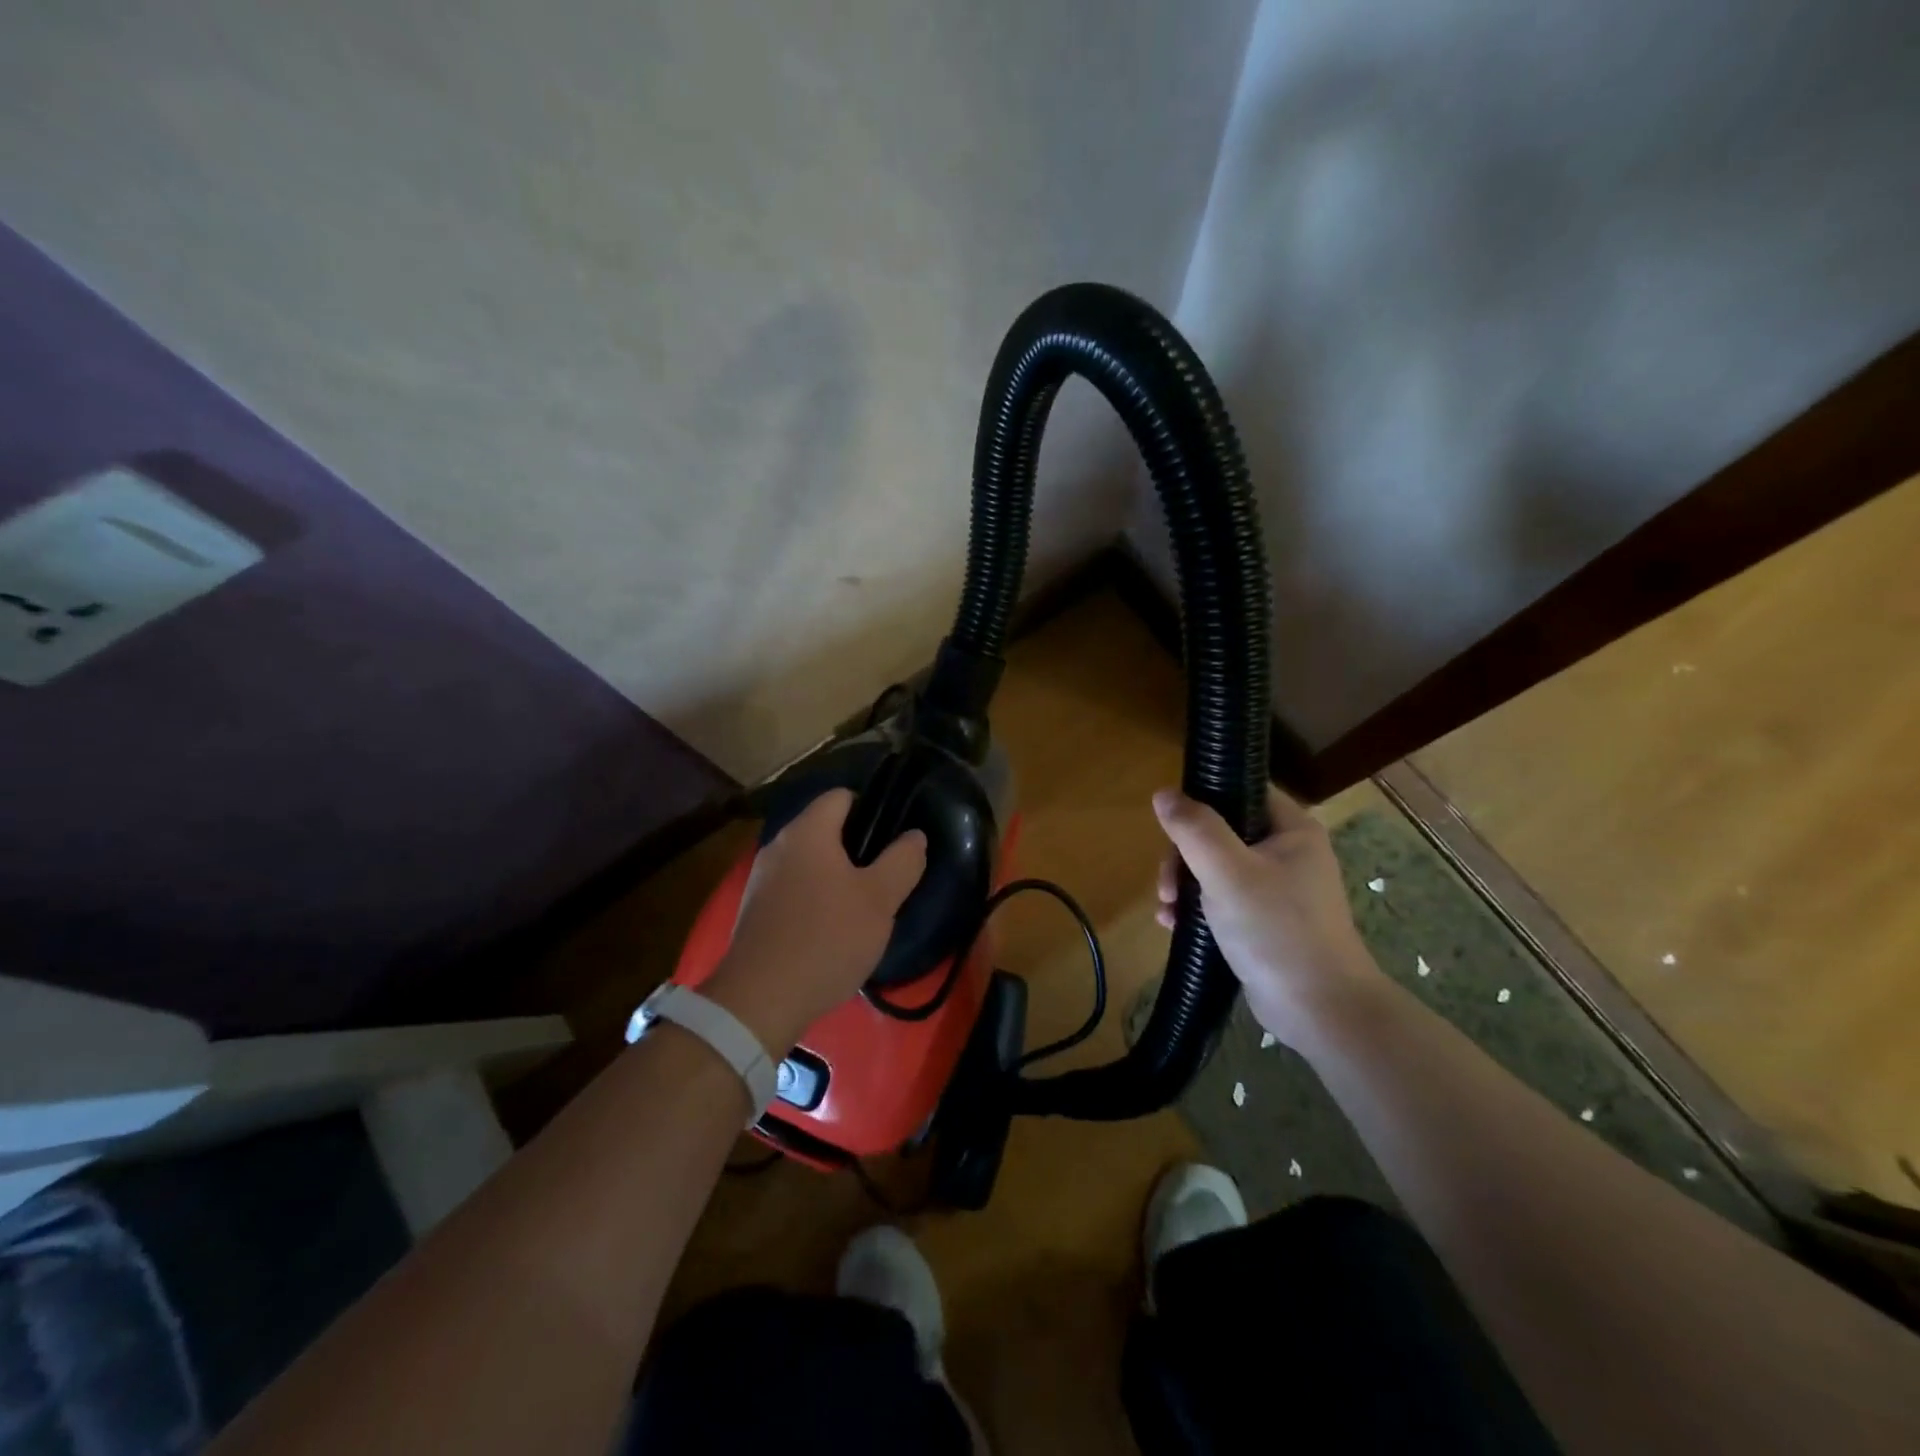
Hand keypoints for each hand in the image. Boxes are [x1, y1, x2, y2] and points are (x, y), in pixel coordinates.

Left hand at [704, 789, 926, 1050]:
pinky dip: (814, 899)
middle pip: (825, 829)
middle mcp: (779, 845)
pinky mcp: (754, 911)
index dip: (873, 809)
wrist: (759, 1000)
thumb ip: (902, 861)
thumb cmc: (827, 939)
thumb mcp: (880, 900)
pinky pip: (794, 889)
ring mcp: (761, 879)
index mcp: (807, 831)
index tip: (894, 840)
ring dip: (836, 876)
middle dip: (857, 848)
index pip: (842, 796)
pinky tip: (831, 931)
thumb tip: (914, 836)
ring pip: (810, 862)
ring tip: (863, 907)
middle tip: (886, 877)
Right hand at [1153, 785, 1381, 1045]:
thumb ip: (1194, 829)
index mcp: (1291, 829)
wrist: (1320, 1010)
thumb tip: (1164, 793)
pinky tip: (1173, 924)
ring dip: (1184, 884)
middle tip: (1167, 883)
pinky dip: (1196, 908)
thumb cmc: (1276, 930)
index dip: (1203, 798)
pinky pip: (1222, 900)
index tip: (1171, 823)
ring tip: (1167, 908)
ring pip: (1216, 868)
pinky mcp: (1265, 922)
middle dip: (1184, 855)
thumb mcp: (1227, 872)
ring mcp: (1277, 889)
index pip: (1242, 790)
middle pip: (1220, 832)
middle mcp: (1287, 852)